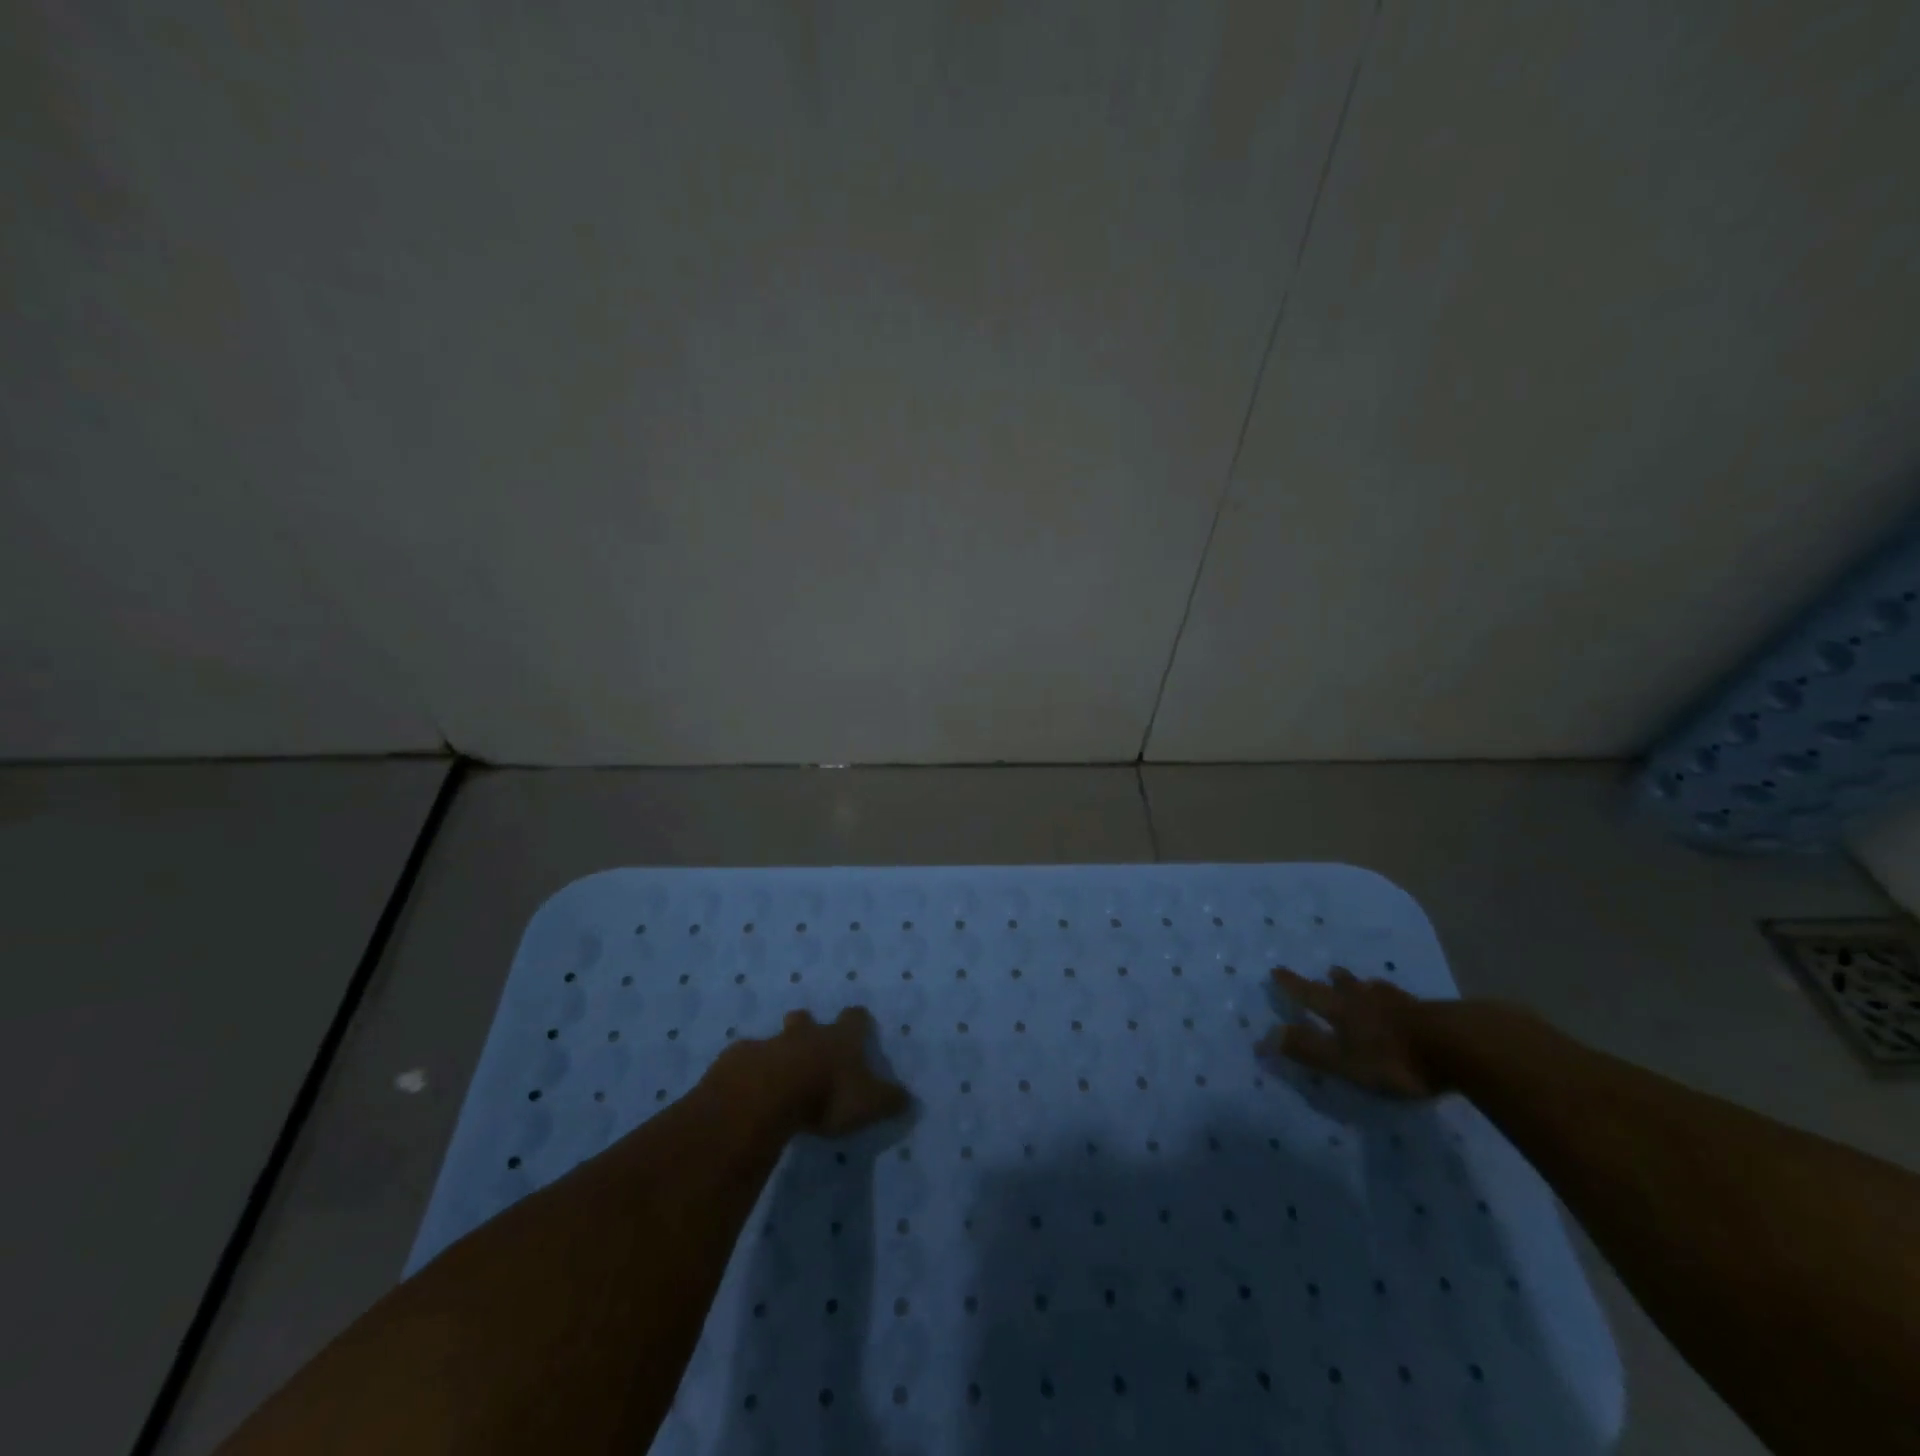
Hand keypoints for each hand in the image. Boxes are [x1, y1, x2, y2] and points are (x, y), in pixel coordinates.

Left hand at [736, 1007, 910, 1136]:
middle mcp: (808, 1034)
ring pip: (776, 1038)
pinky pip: (747, 1061)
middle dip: (808, 1025)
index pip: (855, 1019)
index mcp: (840, 1039)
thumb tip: (910, 1099)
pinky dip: (751, 1070)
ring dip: (779, 1049)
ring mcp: (772, 1044)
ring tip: (778, 1071)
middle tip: (809, 1040)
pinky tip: (750, 1088)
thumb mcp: (869, 1103)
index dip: (858, 1021)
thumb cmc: (827, 1093)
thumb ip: (889, 1100)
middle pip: (807, 1019)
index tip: (860, 1023)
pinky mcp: (742, 1060)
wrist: (768, 1093)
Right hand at [1259, 966, 1438, 1098]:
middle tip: (1329, 972)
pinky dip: (1397, 999)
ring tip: (1366, 983)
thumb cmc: (1394, 1058)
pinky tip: (1407, 1003)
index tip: (1276, 970)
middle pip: (1347, 987)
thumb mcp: (1344, 1061)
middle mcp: (1367, 1001)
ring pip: (1377, 990)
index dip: (1291, 985)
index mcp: (1342, 1011)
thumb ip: (1307, 1050)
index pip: (1309, 994)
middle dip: (1335, 981)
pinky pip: (1406, 1001)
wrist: (1459, 1047)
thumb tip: (1263, 1036)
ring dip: (1366, 986)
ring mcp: (1402, 1005)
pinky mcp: (1433, 1014)